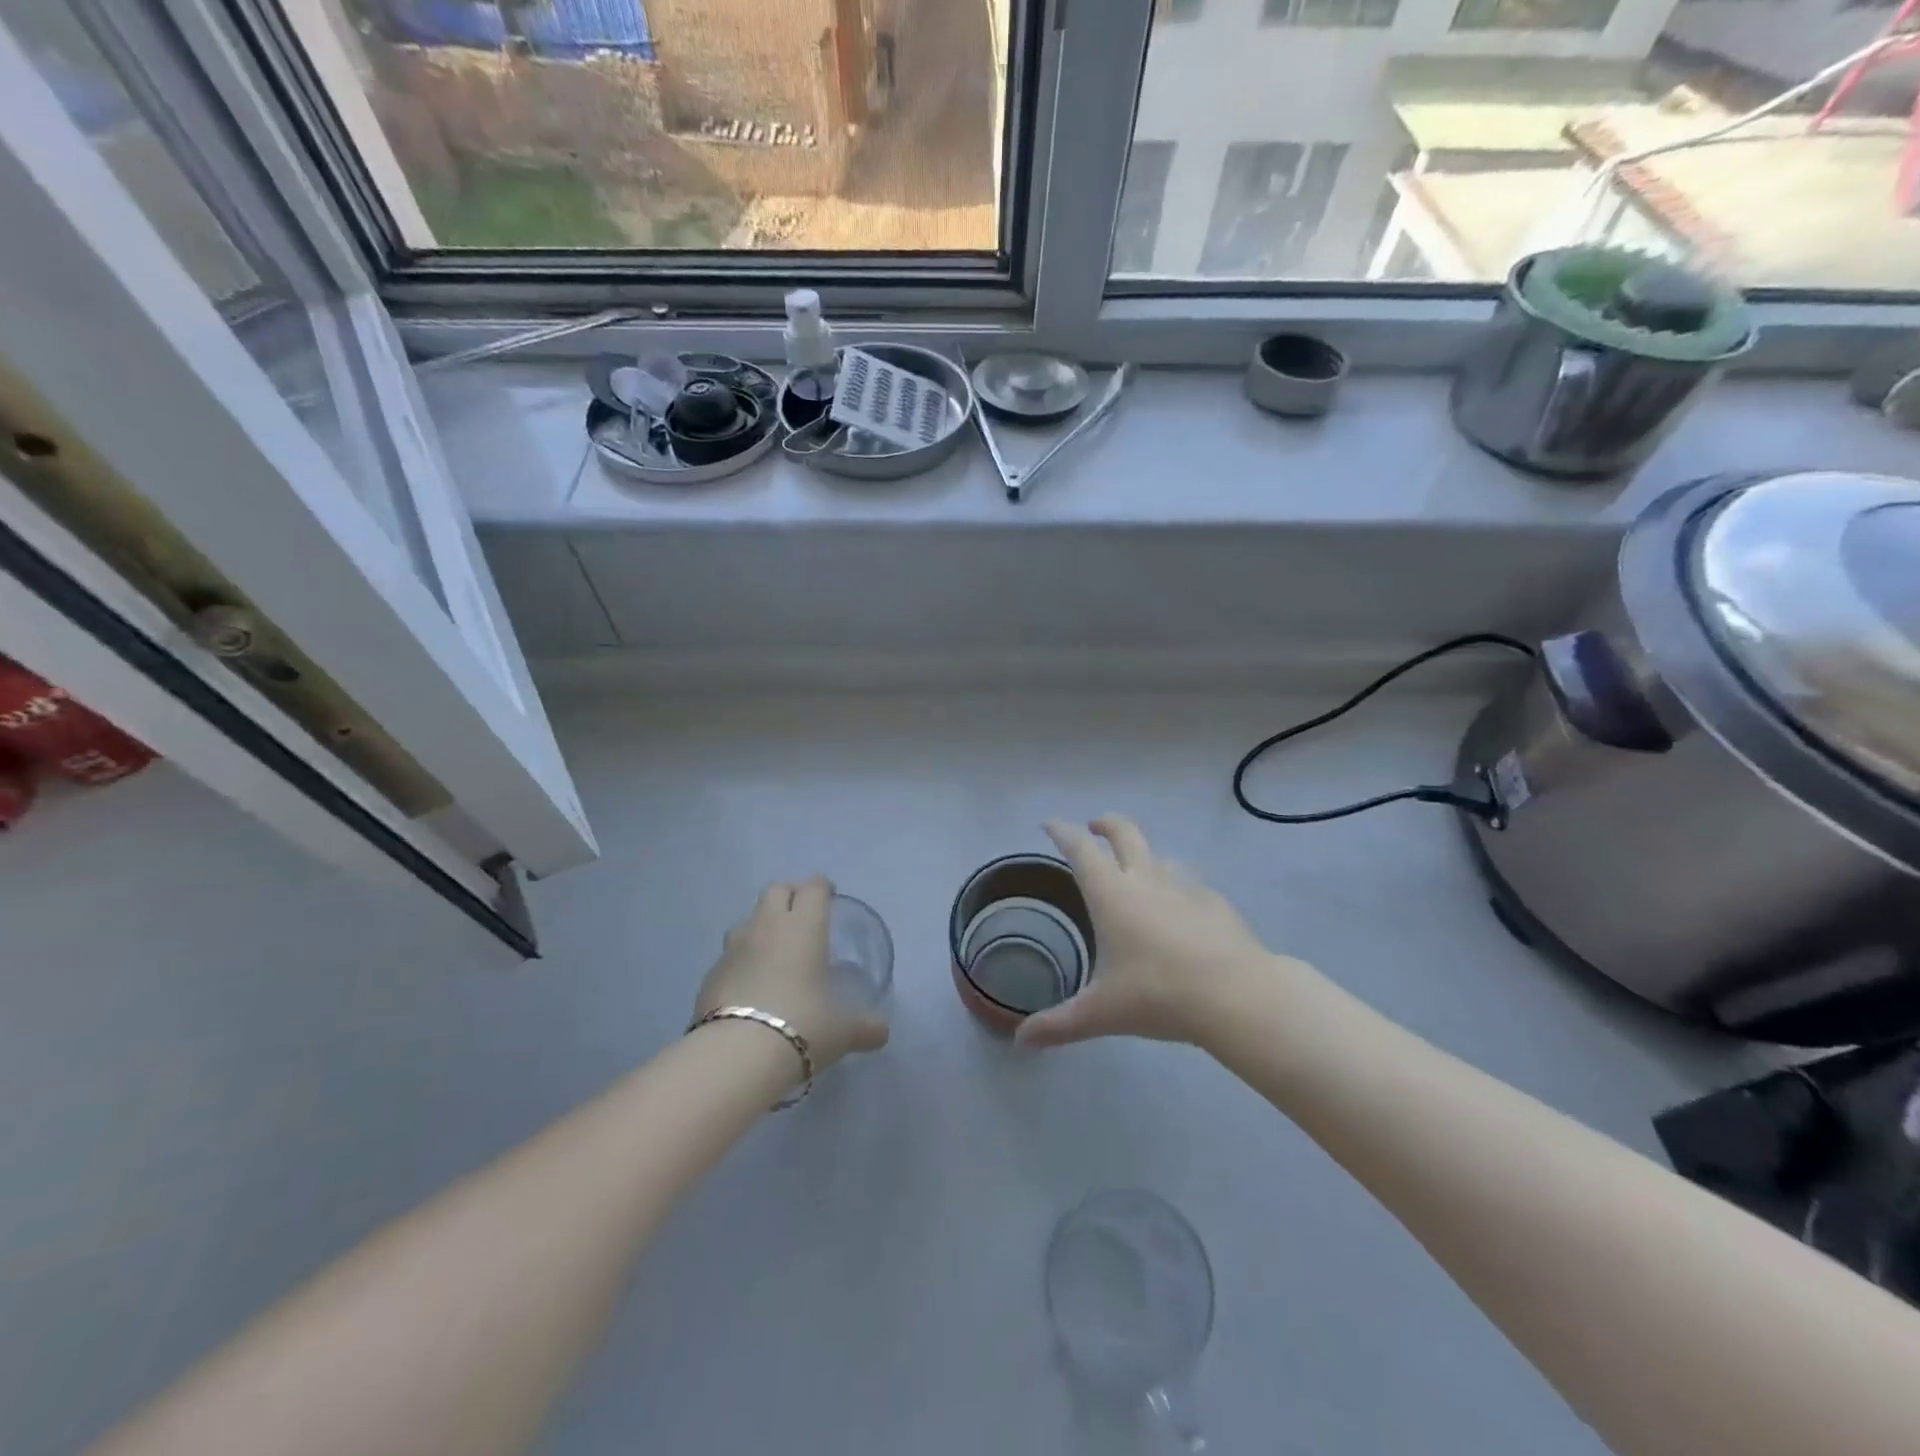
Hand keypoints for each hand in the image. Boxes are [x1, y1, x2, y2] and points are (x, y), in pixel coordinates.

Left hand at [693, 877, 888, 1074]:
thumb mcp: (843, 1031)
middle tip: (803, 917)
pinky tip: (750, 985)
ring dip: (762, 925)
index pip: (813, 888)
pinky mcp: (711, 974)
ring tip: (774, 950)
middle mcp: (768, 927)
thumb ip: (864, 1027)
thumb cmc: (803, 1025)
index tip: (829, 897)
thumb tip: (882, 1032)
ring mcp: (734, 948)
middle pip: (776, 890)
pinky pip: (730, 955)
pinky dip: (742, 960)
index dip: (822, 888)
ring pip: (748, 919)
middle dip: (790, 896)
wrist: (737, 1054)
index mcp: (804, 927)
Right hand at [1017, 814, 1297, 1048]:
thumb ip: (1058, 1024)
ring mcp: (1185, 886)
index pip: (1080, 849)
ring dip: (1142, 855)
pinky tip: (1180, 909)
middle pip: (1123, 832)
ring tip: (1137, 872)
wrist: (1237, 995)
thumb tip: (1020, 1041)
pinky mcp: (1215, 901)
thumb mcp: (1101, 1013)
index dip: (1061, 831)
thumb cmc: (1159, 995)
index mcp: (1111, 894)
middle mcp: (1145, 879)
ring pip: (1159, 854)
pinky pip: (1189, 881)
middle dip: (1105, 824)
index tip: (1049, 823)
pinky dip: (1176, 885)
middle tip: (1093, 827)